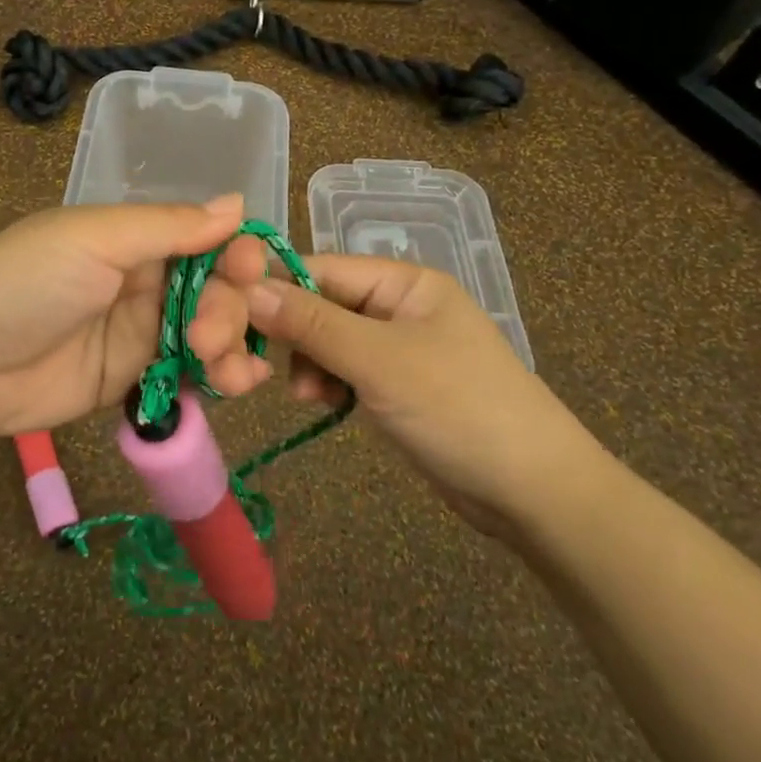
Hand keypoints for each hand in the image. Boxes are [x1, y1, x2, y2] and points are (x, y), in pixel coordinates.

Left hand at [0, 195, 270, 438]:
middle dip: (228, 310)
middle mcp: (143, 281)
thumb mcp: (95, 239)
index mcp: (135, 238)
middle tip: (208, 336)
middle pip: (214, 290)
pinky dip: (218, 376)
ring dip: (231, 346)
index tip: (249, 272)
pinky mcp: (131, 379)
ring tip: (228, 371)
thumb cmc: (26, 281)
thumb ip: (169, 227)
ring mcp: (138, 333)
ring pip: (208, 333)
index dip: (235, 254)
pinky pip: (187, 373)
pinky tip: (236, 384)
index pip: (206, 240)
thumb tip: (238, 203)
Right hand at [238, 255, 600, 530]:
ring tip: (308, 396)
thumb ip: (312, 324)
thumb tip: (246, 288)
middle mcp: (398, 305)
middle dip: (290, 334)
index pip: (320, 269)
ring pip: (326, 340)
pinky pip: (343, 370)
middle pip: (320, 304)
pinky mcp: (395, 385)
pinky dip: (327, 384)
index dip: (273, 289)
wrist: (534, 493)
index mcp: (404, 282)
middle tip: (259, 367)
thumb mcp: (380, 362)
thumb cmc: (460, 409)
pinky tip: (324, 405)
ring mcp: (397, 347)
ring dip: (307, 363)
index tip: (226, 316)